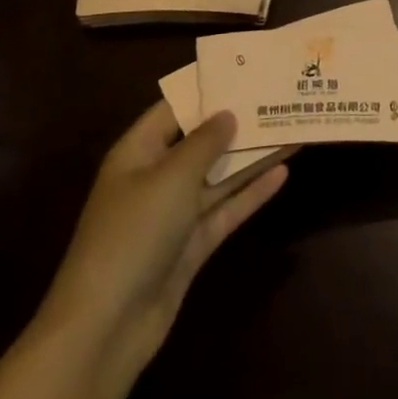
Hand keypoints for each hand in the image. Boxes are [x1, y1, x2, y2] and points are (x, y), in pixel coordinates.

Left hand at [35, 102, 286, 379]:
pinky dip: (251, 193)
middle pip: (201, 142)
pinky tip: (282, 172)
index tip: (246, 70)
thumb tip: (228, 114)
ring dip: (252, 156)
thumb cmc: (133, 234)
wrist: (106, 327)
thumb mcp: (171, 177)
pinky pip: (225, 209)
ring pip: (219, 176)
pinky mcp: (191, 246)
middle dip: (237, 122)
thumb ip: (204, 142)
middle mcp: (155, 178)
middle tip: (278, 97)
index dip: (207, 89)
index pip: (174, 108)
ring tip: (291, 128)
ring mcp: (174, 214)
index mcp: (138, 152)